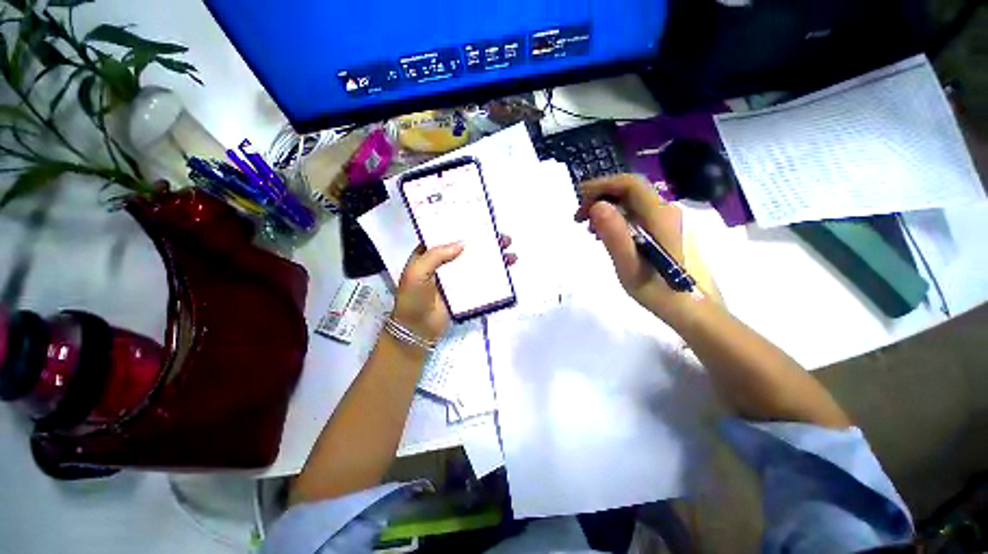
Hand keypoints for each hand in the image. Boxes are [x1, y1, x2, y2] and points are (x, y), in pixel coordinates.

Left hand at [393, 235, 516, 341]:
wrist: (417, 330)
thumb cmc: (413, 299)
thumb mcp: (417, 273)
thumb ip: (435, 256)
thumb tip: (462, 243)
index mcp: (430, 254)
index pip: (449, 235)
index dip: (465, 227)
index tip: (483, 222)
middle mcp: (445, 263)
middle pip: (468, 248)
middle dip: (487, 242)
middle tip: (504, 239)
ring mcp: (456, 278)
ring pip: (478, 262)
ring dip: (494, 258)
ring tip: (511, 255)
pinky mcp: (465, 291)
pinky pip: (481, 280)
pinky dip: (493, 275)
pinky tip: (506, 272)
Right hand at [574, 174, 684, 315]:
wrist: (696, 311)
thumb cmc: (660, 292)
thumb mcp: (629, 267)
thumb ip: (614, 235)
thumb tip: (597, 206)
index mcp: (660, 217)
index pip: (630, 185)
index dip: (602, 185)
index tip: (579, 197)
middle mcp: (668, 212)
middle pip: (632, 191)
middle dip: (602, 197)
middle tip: (579, 217)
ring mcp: (671, 221)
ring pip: (635, 204)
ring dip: (609, 209)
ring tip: (589, 228)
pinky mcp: (670, 232)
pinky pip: (640, 216)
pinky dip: (619, 219)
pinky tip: (609, 235)